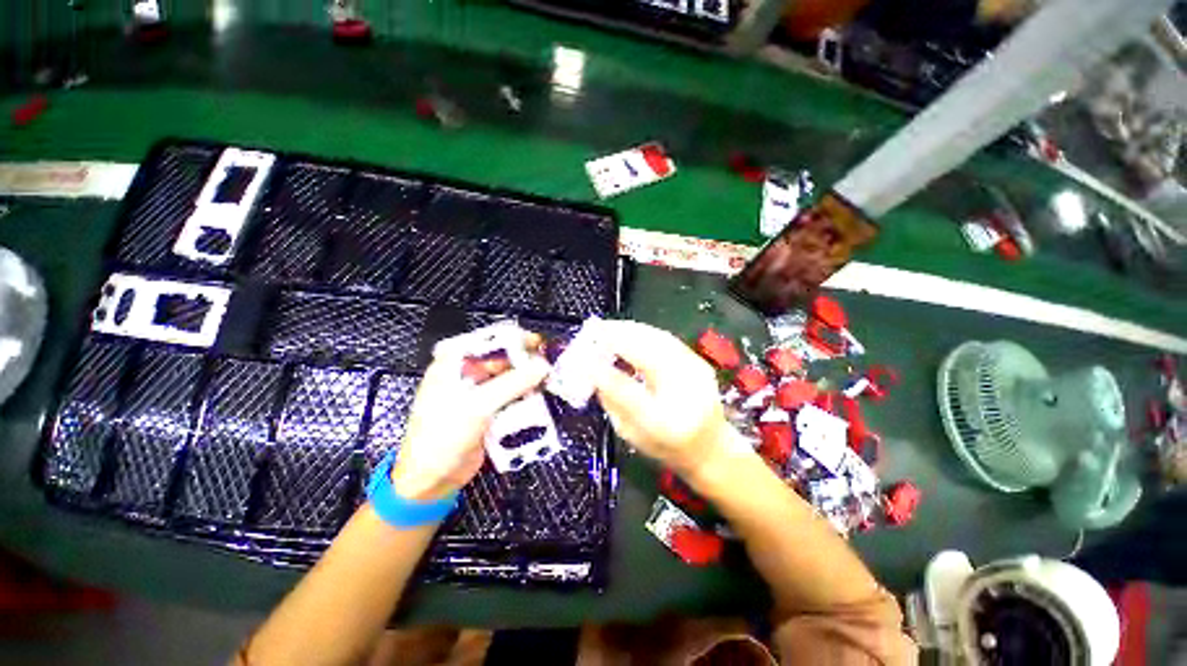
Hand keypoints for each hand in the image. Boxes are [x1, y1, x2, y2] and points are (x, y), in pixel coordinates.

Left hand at [391, 342, 549, 501]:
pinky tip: (539, 397)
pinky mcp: (488, 410)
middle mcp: (465, 374)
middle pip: (501, 359)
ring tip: (549, 380)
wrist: (432, 481)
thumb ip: (512, 383)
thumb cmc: (444, 437)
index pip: (486, 341)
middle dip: (525, 361)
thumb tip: (543, 366)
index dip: (513, 339)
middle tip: (548, 364)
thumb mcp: (477, 405)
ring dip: (527, 380)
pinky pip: (510, 396)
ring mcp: (477, 393)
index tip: (538, 343)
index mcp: (453, 364)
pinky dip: (524, 396)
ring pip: (509, 378)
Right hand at [591, 320, 732, 479]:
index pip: (628, 393)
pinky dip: (643, 332)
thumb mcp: (630, 433)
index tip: (582, 358)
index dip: (603, 373)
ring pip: (658, 341)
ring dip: (629, 330)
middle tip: (593, 330)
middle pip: (648, 356)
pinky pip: (666, 339)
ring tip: (607, 327)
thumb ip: (611, 402)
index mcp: (663, 424)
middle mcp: (684, 396)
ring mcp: (696, 374)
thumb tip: (591, 371)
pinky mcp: (699, 362)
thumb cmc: (665, 446)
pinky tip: (628, 330)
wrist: (710, 447)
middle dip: (618, 338)